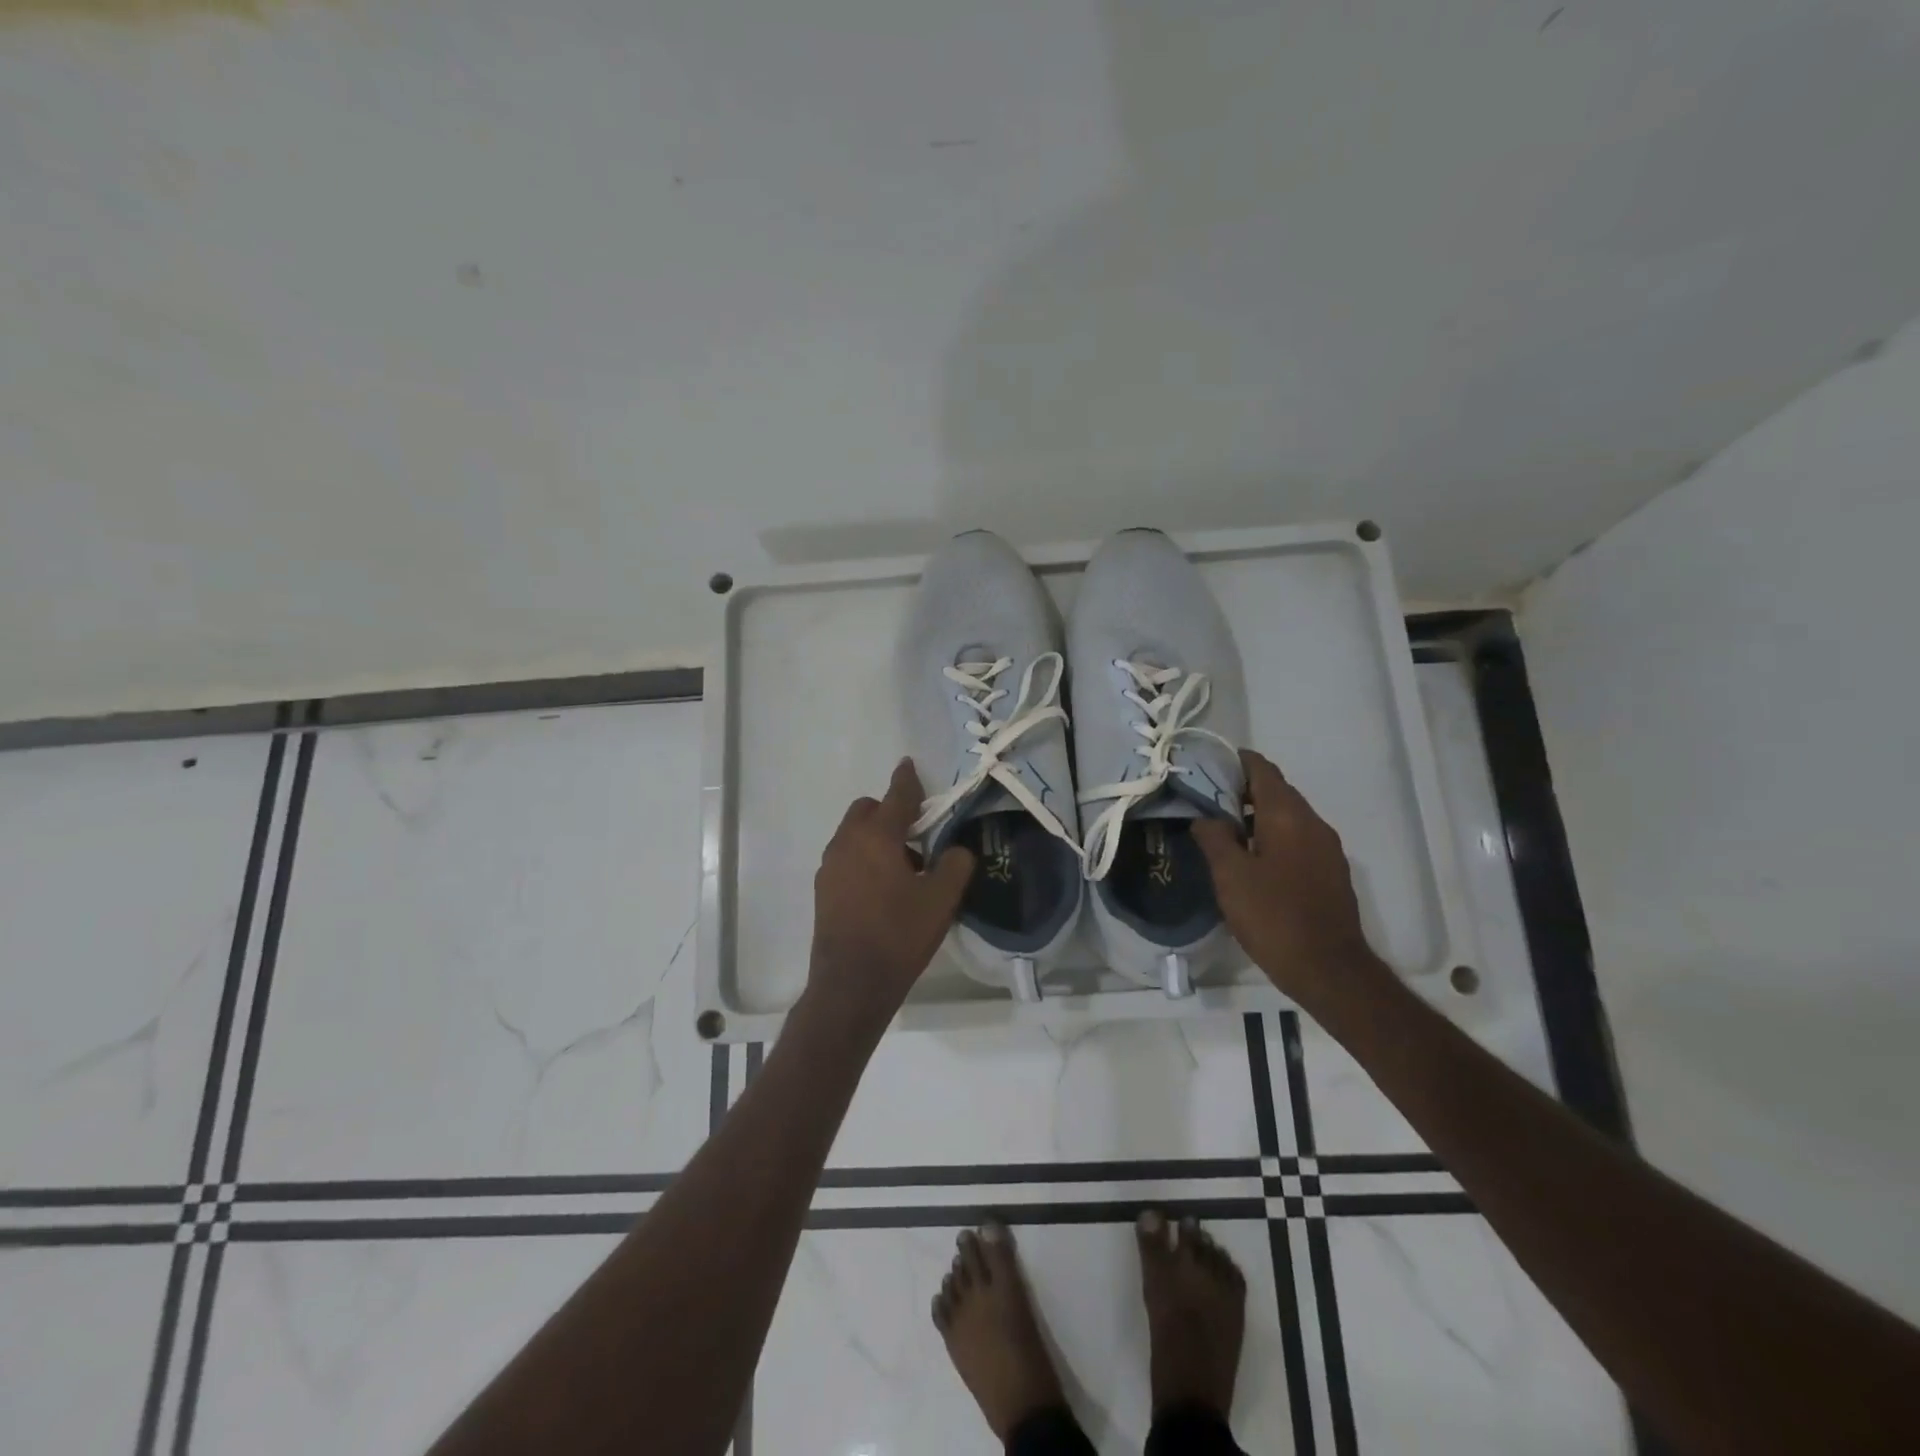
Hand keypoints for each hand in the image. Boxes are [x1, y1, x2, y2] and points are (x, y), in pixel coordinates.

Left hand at [805, 758, 975, 1037]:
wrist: (851, 983)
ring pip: (854, 835)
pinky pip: (846, 858)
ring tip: (903, 867)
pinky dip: (863, 858)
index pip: (896, 796)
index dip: (907, 779)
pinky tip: (882, 889)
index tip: (909, 764)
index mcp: (876, 837)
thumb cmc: (899, 934)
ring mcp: (830, 867)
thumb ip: (955, 865)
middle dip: (889, 811)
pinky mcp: (823, 890)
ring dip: (876, 837)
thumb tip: (957, 851)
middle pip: (867, 810)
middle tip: (917, 834)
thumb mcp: (941, 900)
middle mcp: (847, 843)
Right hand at [1192, 749, 1384, 1008]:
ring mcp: (1327, 849)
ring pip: (1288, 817)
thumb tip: (1205, 817)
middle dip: (1242, 790)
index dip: (1235, 761)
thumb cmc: (1273, 916)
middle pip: (1277, 791)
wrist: (1328, 969)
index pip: (1262, 769)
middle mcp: (1313, 823)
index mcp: (1288, 816)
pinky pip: (1298, 839)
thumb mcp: (1230, 875)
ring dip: (1257, 816)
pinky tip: (1251, 859)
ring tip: (1223, 830)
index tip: (1207, 765)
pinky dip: (1273, 837)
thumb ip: (1214, 837)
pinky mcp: (1331, 872)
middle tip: (1206, 800)